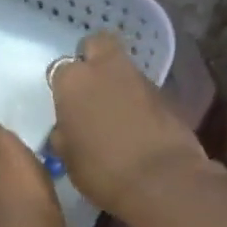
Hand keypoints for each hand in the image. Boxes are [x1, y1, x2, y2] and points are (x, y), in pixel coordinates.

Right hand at [47, 34, 215, 217]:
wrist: (161, 180)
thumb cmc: (103, 172)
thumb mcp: (69, 159)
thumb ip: (65, 135)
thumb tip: (67, 130)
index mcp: (74, 82)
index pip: (60, 70)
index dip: (64, 88)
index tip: (67, 108)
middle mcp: (106, 70)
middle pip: (97, 45)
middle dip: (94, 59)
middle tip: (92, 89)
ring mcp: (140, 79)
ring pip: (124, 68)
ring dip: (119, 83)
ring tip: (118, 115)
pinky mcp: (167, 95)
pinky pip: (145, 91)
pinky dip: (140, 102)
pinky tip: (139, 127)